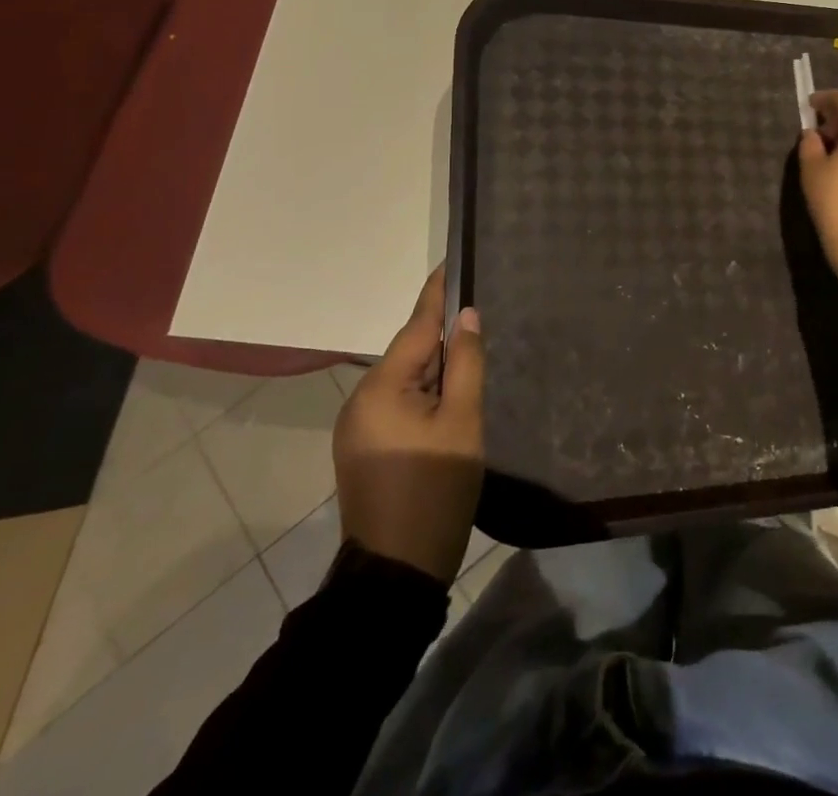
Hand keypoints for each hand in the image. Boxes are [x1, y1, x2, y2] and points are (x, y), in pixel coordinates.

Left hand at [332, 266, 484, 583]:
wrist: (395, 574)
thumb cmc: (435, 490)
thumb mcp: (462, 422)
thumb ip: (465, 363)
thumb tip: (466, 316)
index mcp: (380, 388)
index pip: (416, 326)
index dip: (437, 294)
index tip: (450, 262)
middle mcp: (360, 399)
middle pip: (409, 353)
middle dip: (443, 340)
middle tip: (481, 322)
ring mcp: (356, 426)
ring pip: (404, 380)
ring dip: (435, 370)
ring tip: (472, 361)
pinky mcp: (361, 448)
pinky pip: (396, 403)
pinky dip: (423, 395)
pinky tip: (449, 400)